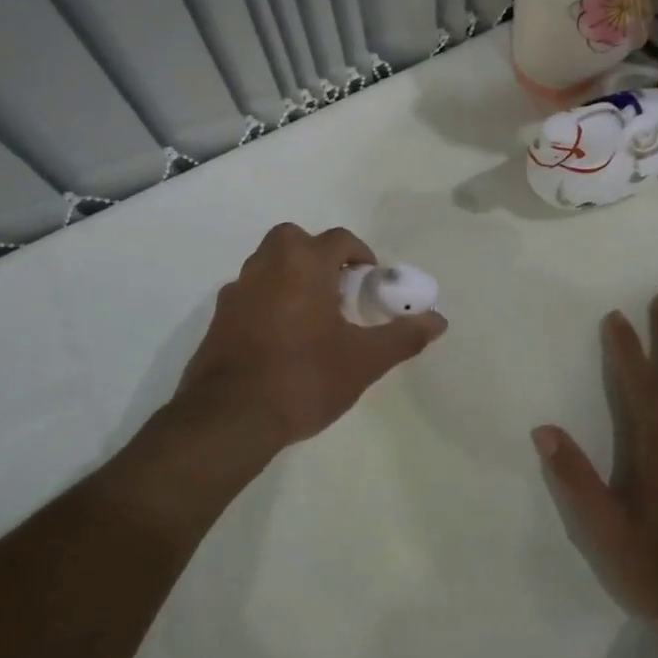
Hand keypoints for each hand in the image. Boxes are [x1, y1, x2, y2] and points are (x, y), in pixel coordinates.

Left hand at [172, 223, 448, 452]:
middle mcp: (267, 266)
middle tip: (337, 289)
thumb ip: (402, 336)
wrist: (230, 418)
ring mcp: (237, 290)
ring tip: (312, 314)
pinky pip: (250, 293)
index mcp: (304, 265)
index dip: (360, 254)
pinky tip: (280, 337)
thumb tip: (439, 320)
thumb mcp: (363, 361)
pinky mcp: (218, 317)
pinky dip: (267, 300)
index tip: (370, 280)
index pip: (339, 239)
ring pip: (268, 264)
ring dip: (291, 275)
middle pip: (295, 240)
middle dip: (318, 255)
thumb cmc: (304, 379)